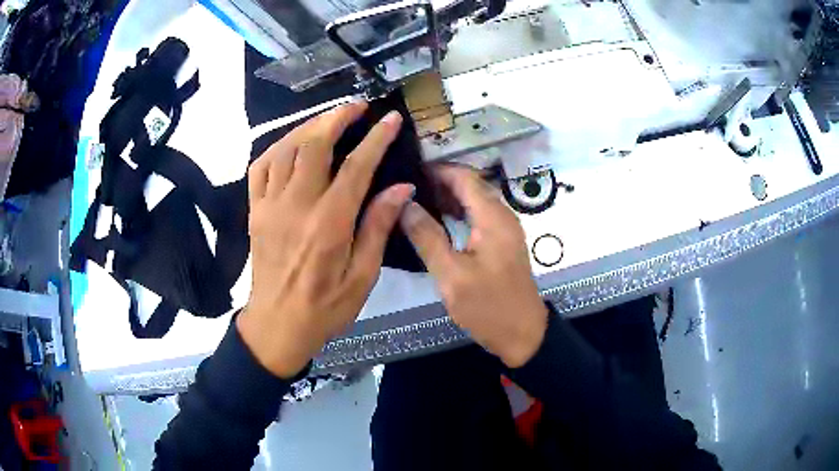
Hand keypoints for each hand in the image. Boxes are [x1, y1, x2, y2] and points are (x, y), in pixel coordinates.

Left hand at [238, 102, 413, 377]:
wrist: (277, 325)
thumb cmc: (325, 307)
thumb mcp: (362, 277)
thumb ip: (378, 227)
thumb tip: (402, 187)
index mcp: (329, 223)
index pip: (356, 166)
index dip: (376, 138)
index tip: (391, 119)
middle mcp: (297, 205)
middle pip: (314, 145)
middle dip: (338, 117)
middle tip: (357, 107)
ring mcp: (270, 205)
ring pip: (285, 149)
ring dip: (308, 126)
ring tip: (328, 119)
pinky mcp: (254, 211)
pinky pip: (259, 167)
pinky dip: (276, 148)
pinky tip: (291, 145)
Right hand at [400, 166, 547, 367]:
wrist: (522, 334)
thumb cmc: (488, 306)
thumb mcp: (451, 275)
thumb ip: (427, 237)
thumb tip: (405, 204)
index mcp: (493, 218)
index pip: (465, 177)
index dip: (437, 170)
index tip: (407, 170)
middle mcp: (502, 216)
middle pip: (470, 185)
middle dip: (440, 181)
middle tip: (405, 186)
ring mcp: (504, 229)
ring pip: (474, 201)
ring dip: (448, 197)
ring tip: (414, 200)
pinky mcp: (502, 242)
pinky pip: (479, 216)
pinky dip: (458, 213)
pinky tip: (435, 221)